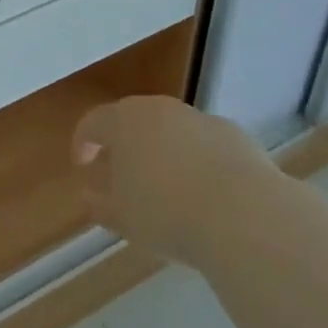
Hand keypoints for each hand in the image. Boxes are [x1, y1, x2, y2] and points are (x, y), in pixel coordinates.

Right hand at [72, 96, 275, 264]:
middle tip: (124, 176)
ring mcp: (198, 118)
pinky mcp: (232, 134)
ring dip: (163, 151)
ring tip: (168, 187)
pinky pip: (204, 143)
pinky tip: (206, 192)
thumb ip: (101, 203)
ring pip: (171, 130)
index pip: (93, 123)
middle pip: (133, 120)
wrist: (244, 215)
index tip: (83, 166)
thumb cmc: (167, 213)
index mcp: (123, 121)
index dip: (84, 143)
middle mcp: (158, 109)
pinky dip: (198, 160)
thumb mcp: (124, 217)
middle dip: (125, 145)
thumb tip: (88, 195)